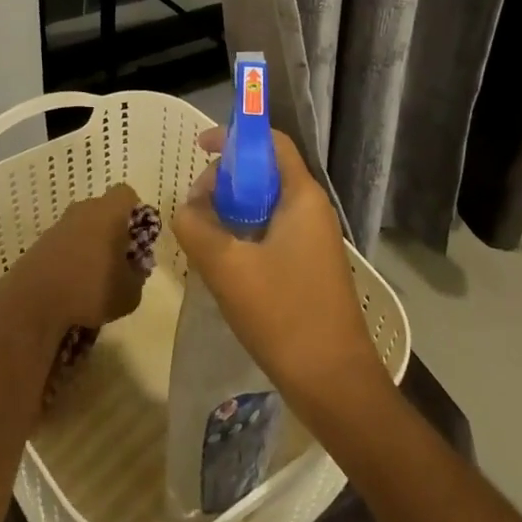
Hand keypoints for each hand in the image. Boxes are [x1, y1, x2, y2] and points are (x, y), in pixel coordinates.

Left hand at [5, 183, 149, 333]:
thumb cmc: (90, 289)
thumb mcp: (129, 293)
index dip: (135, 211)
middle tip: (119, 260)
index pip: (126, 194)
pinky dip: (71, 258)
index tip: (138, 236)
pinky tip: (73, 285)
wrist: (32, 302)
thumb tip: (134, 270)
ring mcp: (59, 225)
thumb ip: (137, 277)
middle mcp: (83, 210)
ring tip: (95, 278)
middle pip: (103, 210)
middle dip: (113, 231)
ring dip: (91, 246)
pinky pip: (65, 243)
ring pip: (83, 227)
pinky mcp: (41, 243)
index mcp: (108, 212)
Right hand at [172, 128, 387, 414]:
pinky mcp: (308, 267)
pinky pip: (271, 233)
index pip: (271, 143)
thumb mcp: (227, 268)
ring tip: (202, 234)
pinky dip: (243, 234)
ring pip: (265, 206)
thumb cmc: (284, 316)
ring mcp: (313, 240)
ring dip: (231, 210)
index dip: (235, 137)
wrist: (335, 384)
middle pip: (265, 172)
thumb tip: (186, 207)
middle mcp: (312, 209)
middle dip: (226, 179)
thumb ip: (196, 227)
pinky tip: (222, 262)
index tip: (199, 147)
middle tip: (195, 205)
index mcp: (302, 196)